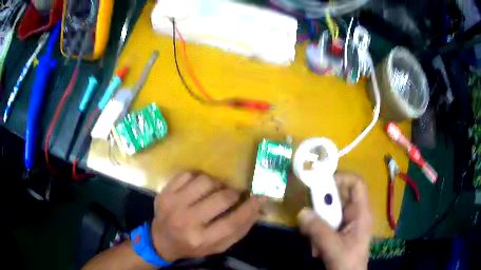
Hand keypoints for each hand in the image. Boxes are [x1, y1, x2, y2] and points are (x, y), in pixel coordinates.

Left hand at [151, 172, 265, 261]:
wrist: (161, 239)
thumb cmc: (193, 245)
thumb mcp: (218, 246)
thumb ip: (239, 229)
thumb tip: (258, 207)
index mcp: (201, 239)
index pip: (232, 222)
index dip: (250, 208)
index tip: (261, 197)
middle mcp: (186, 221)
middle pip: (221, 198)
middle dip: (233, 194)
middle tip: (233, 196)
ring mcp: (173, 204)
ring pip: (205, 181)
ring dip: (216, 184)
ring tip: (214, 192)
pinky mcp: (165, 192)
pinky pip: (188, 174)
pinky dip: (198, 178)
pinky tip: (197, 188)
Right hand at [298, 173, 372, 269]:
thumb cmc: (347, 263)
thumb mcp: (333, 247)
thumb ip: (318, 230)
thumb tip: (302, 212)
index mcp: (361, 213)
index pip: (356, 184)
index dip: (341, 178)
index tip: (321, 184)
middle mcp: (355, 214)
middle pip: (340, 197)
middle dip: (323, 205)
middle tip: (309, 213)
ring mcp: (346, 224)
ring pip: (329, 212)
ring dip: (317, 223)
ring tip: (312, 238)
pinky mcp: (338, 233)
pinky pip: (325, 225)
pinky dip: (317, 233)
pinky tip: (315, 248)